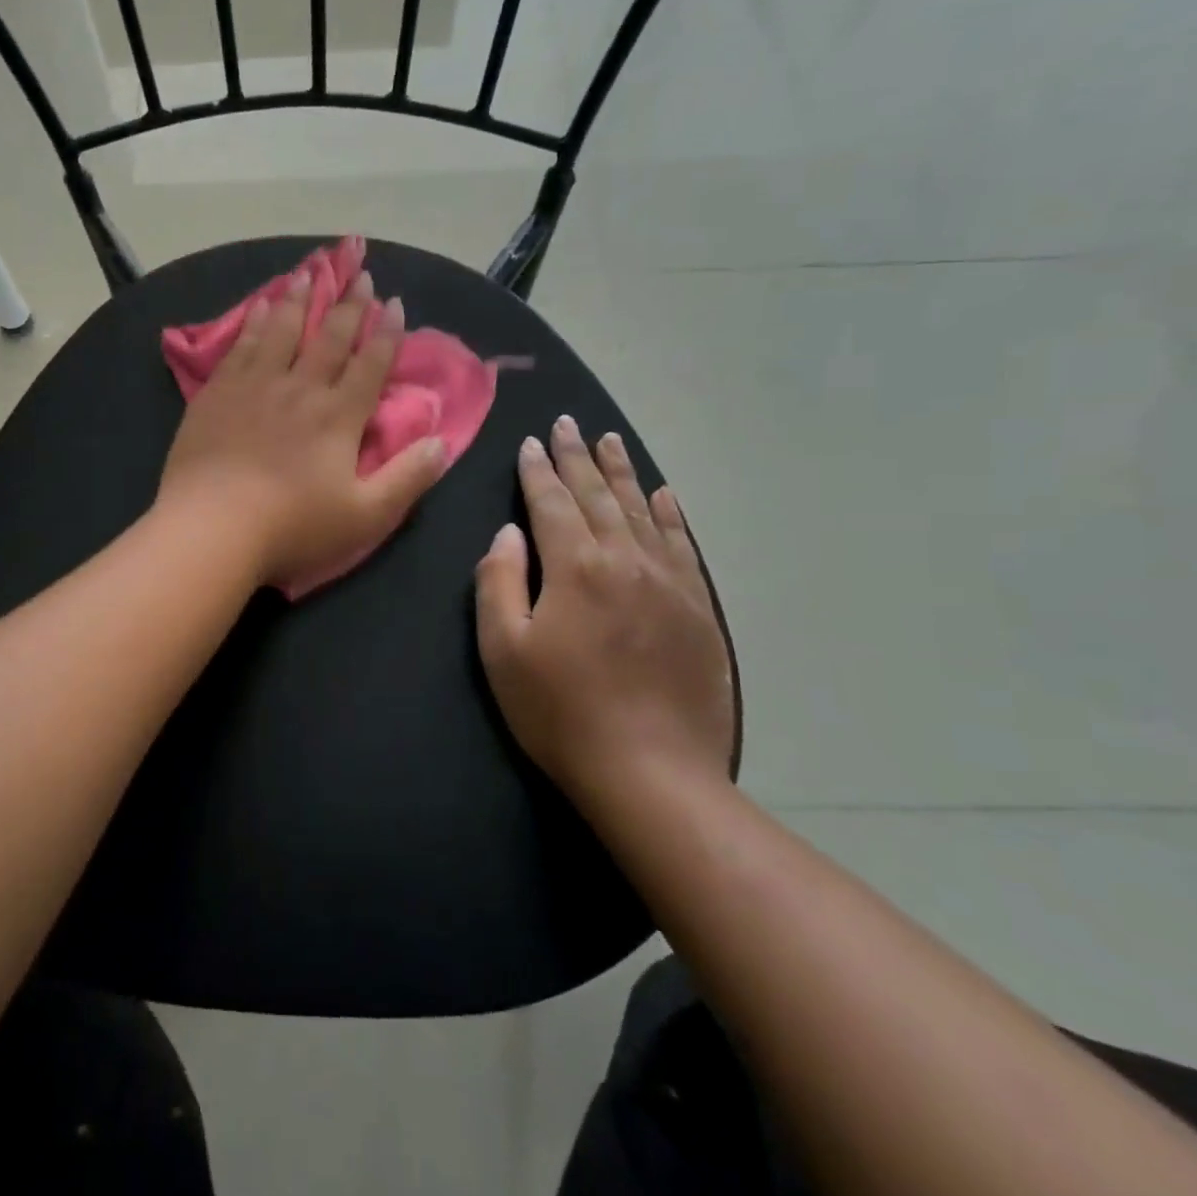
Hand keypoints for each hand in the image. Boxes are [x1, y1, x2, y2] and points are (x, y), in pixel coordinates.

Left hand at [159, 268, 446, 588]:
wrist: (212, 526)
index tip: (395, 303)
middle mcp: (300, 389)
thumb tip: (441, 442)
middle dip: (349, 305)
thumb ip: (407, 479)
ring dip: (299, 299)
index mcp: (338, 416)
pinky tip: (259, 306)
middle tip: (360, 273)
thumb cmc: (292, 527)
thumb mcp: (365, 516)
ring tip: (308, 271)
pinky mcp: (217, 394)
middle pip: (329, 338)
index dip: (386, 334)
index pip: (370, 365)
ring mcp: (254, 386)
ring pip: (282, 330)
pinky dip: (254, 322)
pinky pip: (241, 346)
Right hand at [474, 416, 732, 811]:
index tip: (531, 440)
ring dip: (622, 473)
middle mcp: (626, 560)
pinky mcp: (697, 608)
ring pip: (643, 511)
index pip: (550, 503)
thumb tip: (507, 534)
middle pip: (598, 496)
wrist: (651, 772)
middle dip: (578, 457)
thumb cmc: (560, 712)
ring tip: (610, 441)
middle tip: (569, 423)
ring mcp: (669, 582)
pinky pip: (682, 545)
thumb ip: (499, 582)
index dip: (538, 470)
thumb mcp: (503, 650)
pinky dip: (670, 514)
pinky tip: (663, 496)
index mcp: (575, 567)